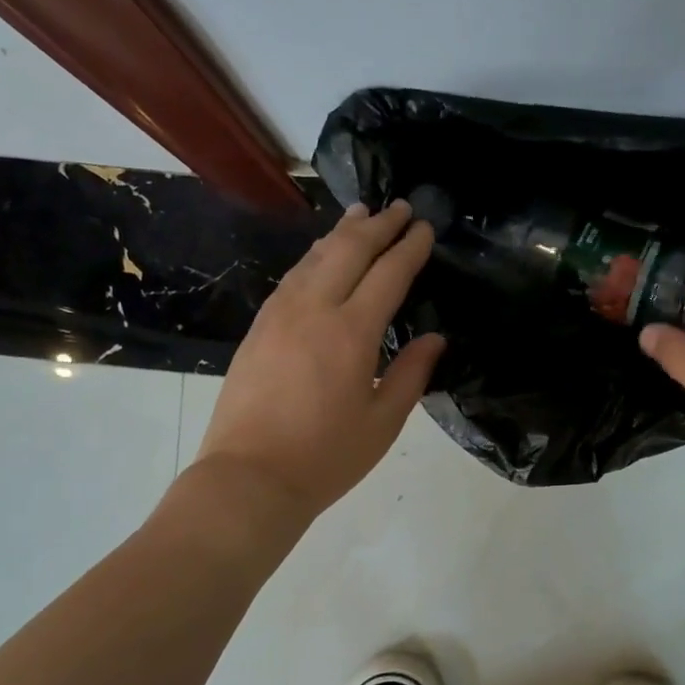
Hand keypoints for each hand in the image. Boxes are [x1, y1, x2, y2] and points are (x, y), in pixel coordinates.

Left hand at [193, 200, 444, 519]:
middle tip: (402, 207)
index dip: (410, 248)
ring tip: (362, 215)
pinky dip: (314, 257)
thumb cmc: (326, 457)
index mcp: (351, 333)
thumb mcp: (382, 422)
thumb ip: (411, 374)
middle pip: (349, 251)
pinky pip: (293, 277)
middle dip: (379, 225)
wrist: (249, 477)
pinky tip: (320, 256)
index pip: (388, 274)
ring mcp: (279, 315)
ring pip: (315, 257)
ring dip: (342, 233)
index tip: (426, 228)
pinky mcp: (258, 328)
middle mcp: (314, 310)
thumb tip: (435, 339)